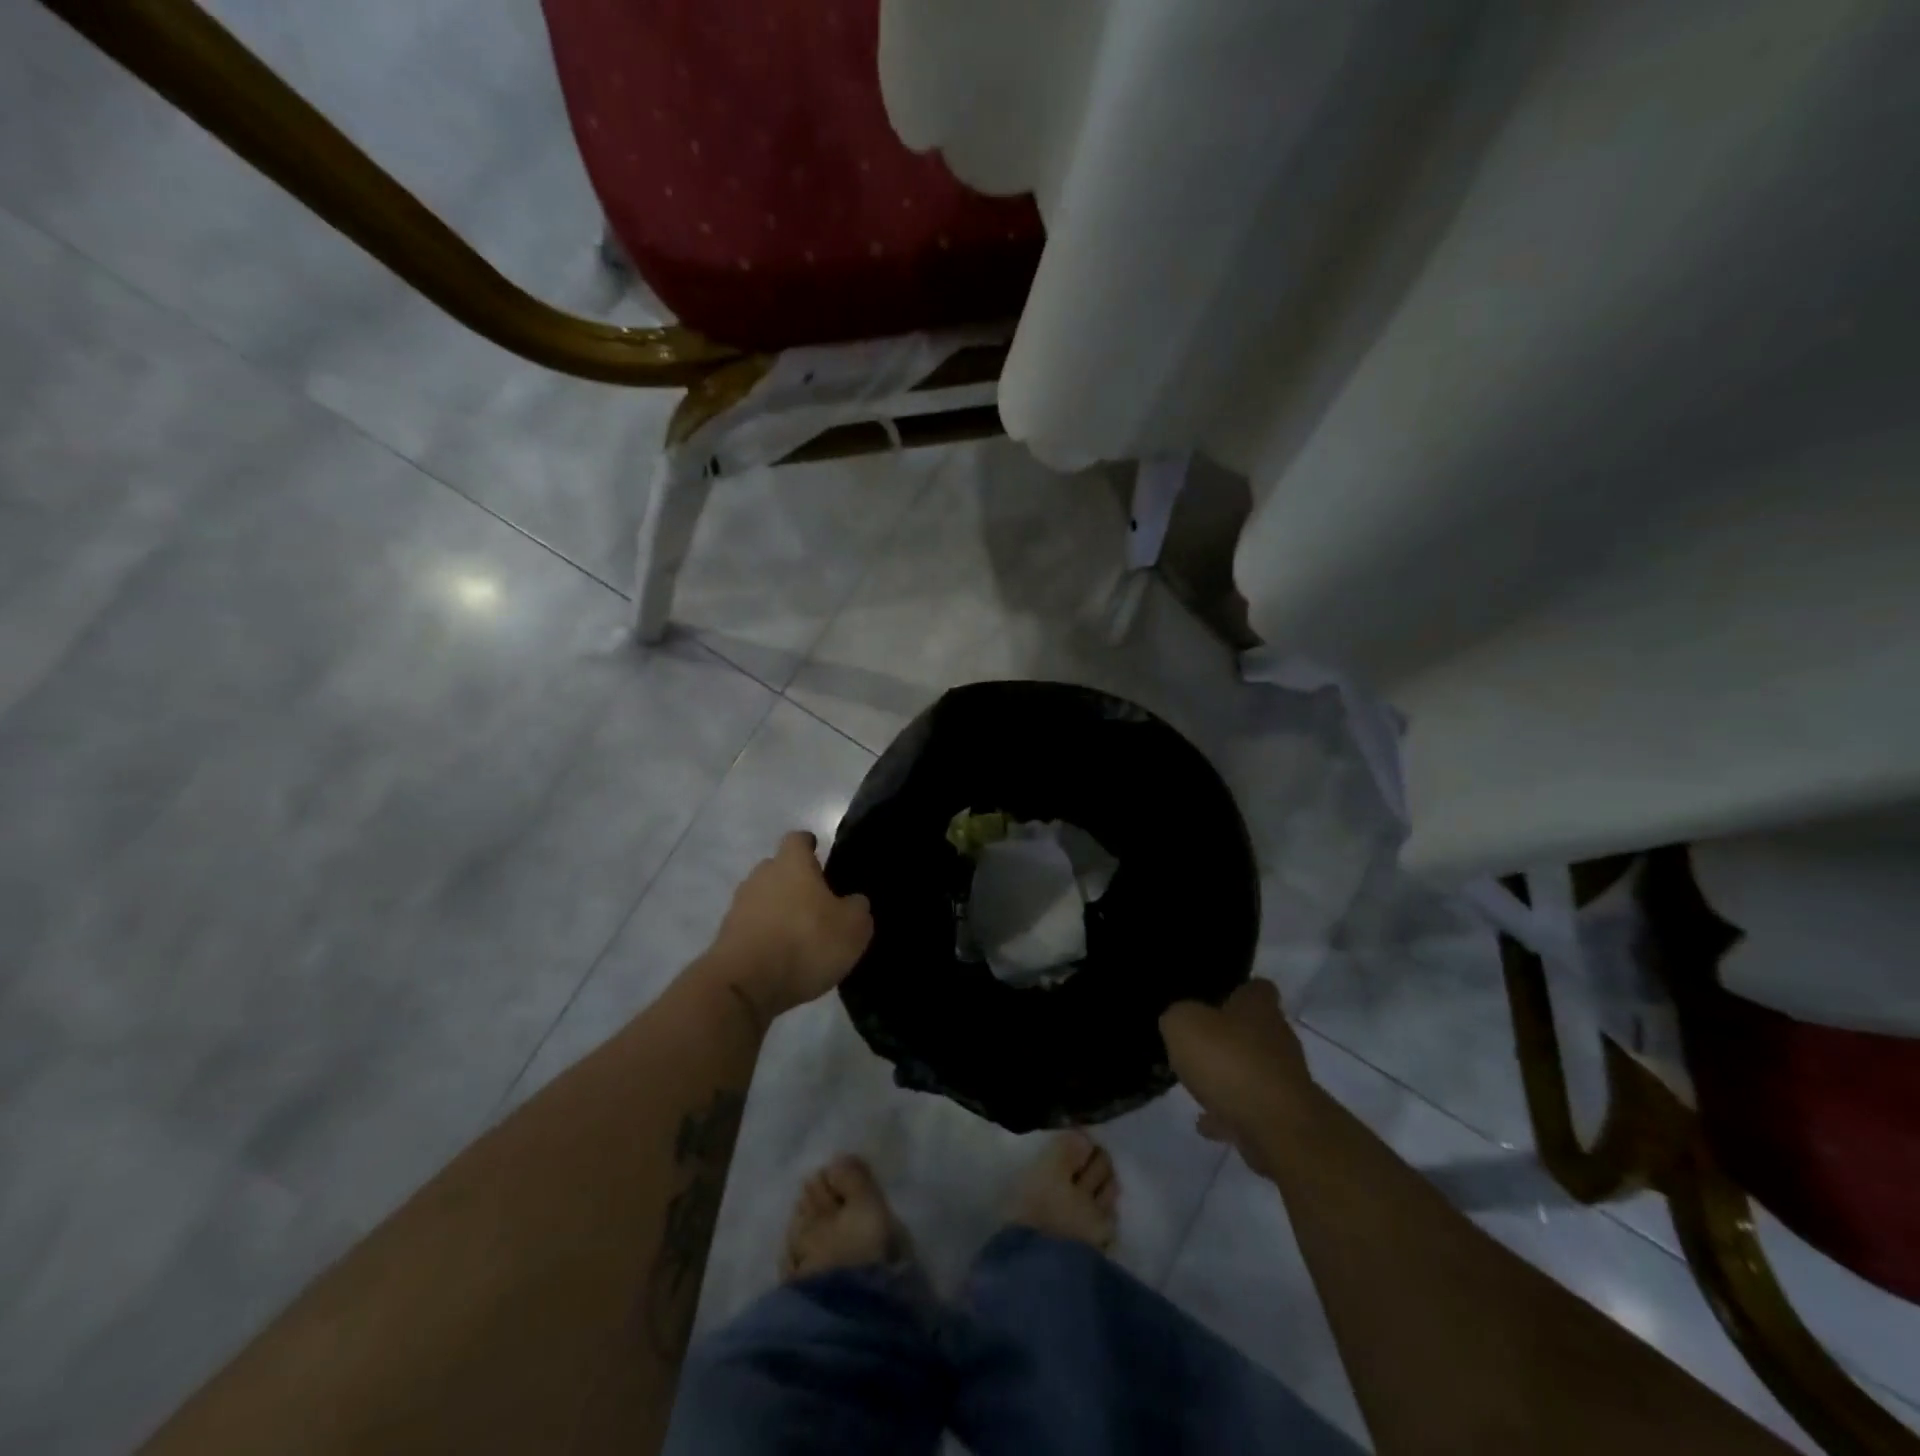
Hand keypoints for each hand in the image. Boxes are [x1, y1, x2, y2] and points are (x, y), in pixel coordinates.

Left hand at [708, 831, 873, 1021]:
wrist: (743, 986)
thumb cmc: (805, 943)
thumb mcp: (853, 928)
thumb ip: (857, 908)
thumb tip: (853, 902)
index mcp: (792, 863)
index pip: (798, 839)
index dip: (810, 845)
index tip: (820, 854)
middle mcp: (761, 876)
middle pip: (778, 868)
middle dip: (795, 880)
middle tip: (817, 901)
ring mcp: (739, 905)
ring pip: (763, 897)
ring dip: (779, 910)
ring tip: (799, 934)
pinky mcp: (726, 936)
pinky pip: (752, 926)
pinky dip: (765, 935)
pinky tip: (781, 956)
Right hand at [1159, 979, 1311, 1174]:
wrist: (1277, 1128)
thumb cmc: (1229, 1062)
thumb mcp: (1184, 1024)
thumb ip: (1178, 1017)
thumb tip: (1180, 1020)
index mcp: (1259, 1008)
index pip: (1257, 988)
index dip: (1237, 991)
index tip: (1215, 999)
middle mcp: (1278, 1038)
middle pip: (1256, 1030)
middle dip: (1230, 1037)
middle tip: (1198, 1043)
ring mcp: (1284, 1080)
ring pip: (1253, 1071)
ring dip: (1230, 1076)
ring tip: (1197, 1083)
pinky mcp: (1283, 1116)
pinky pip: (1250, 1109)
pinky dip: (1230, 1113)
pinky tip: (1206, 1122)